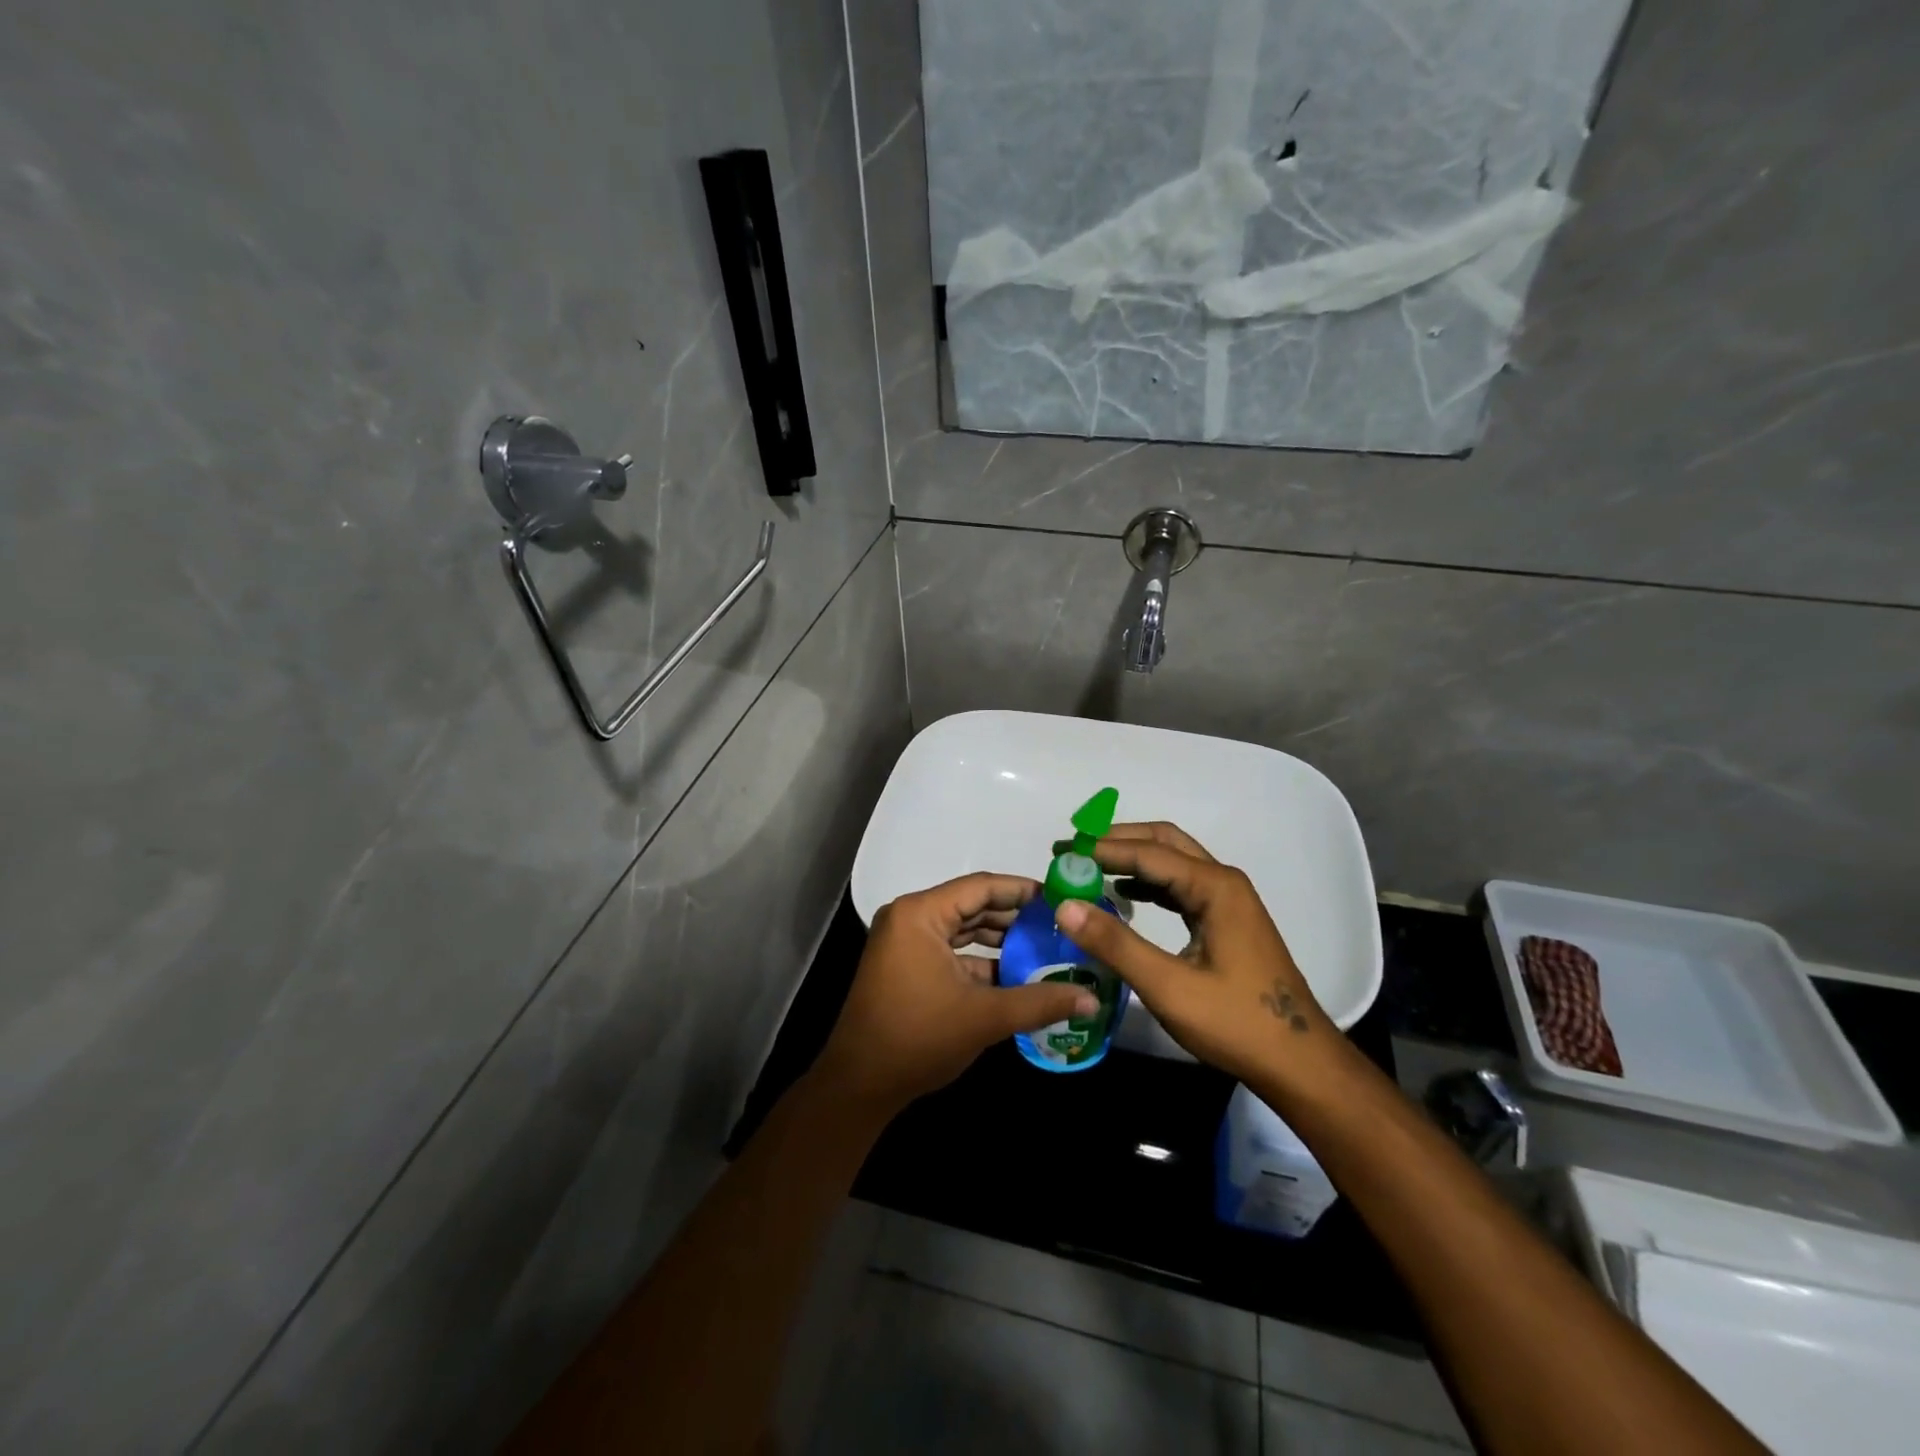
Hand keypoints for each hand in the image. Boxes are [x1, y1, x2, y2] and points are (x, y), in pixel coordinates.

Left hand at [812, 873, 1099, 1116]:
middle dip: (1015, 916)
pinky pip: (950, 949)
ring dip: (1000, 939)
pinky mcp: (905, 965)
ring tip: (1045, 947)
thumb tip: (1092, 999)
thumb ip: (1040, 1002)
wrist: (859, 1085)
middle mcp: (910, 917)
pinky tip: (1015, 973)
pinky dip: (980, 959)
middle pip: (972, 905)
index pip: (981, 886)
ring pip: (962, 928)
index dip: (1023, 890)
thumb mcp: (984, 1017)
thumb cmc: (918, 1038)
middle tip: (1060, 925)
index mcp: (920, 914)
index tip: (1060, 898)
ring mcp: (904, 941)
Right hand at [1054, 823, 1339, 1086]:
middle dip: (1117, 841)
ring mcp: (1228, 901)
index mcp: (1214, 887)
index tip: (1060, 852)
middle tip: (1073, 850)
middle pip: (1163, 842)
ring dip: (1132, 859)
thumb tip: (1065, 905)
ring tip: (1089, 868)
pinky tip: (1125, 895)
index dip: (1101, 849)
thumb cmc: (1235, 1023)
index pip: (1147, 852)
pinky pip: (1180, 886)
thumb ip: (1116, 944)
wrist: (1299, 1063)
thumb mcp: (1168, 987)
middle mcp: (1223, 882)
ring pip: (1173, 862)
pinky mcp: (1227, 920)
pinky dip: (1148, 882)